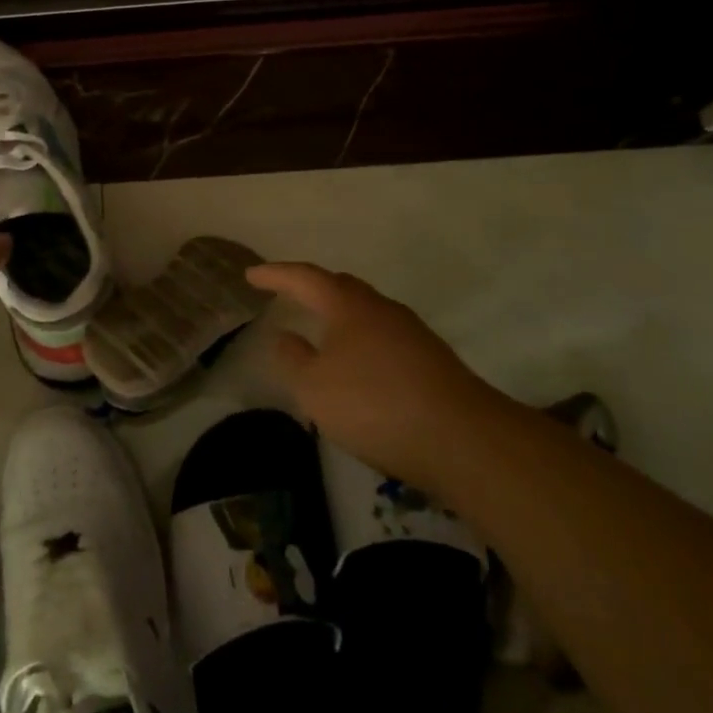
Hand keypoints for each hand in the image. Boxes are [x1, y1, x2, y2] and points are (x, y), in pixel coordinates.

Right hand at [246, 261, 498, 491]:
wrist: (462, 438)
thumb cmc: (374, 404)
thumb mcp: (314, 388)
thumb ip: (293, 358)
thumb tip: (285, 335)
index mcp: (348, 305)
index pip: (305, 278)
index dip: (276, 274)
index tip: (251, 275)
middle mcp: (382, 308)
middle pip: (341, 287)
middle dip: (312, 288)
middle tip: (288, 294)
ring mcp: (412, 332)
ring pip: (367, 313)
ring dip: (340, 317)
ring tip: (321, 332)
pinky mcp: (431, 360)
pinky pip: (385, 337)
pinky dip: (362, 341)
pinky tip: (359, 366)